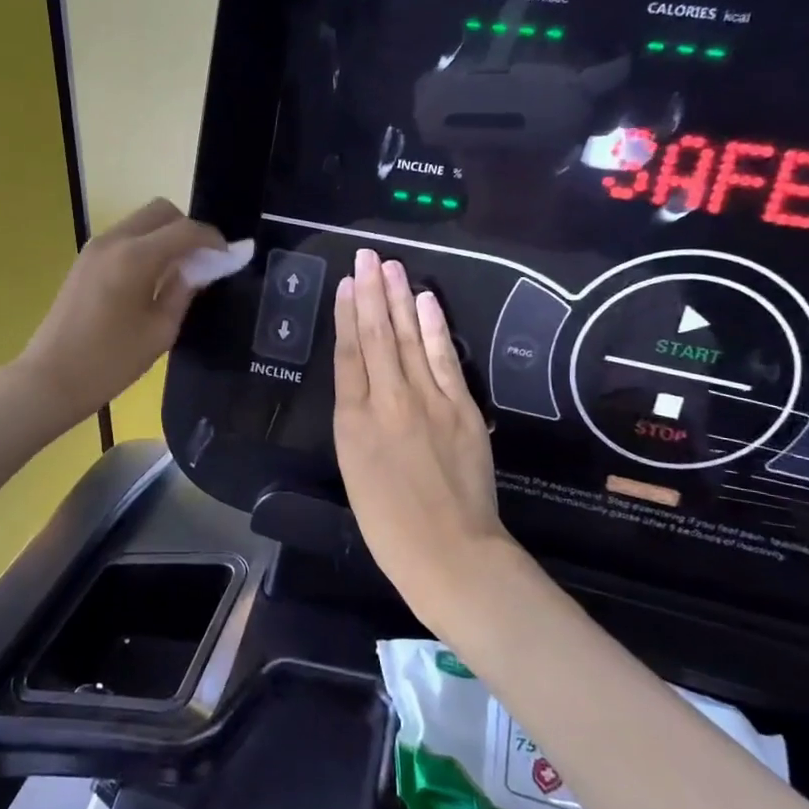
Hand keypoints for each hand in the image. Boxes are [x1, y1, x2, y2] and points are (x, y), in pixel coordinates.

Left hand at [17, 199, 224, 425]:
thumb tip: (200, 267)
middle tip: (204, 261)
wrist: (51, 379)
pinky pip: (125, 237)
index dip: (212, 239)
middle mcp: (114, 240)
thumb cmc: (110, 362)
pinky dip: (146, 244)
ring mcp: (95, 247)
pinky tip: (154, 277)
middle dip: (188, 229)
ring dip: (166, 235)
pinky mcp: (84, 260)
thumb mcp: (159, 331)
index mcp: (135, 257)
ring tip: (181, 271)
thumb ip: (184, 291)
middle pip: (161, 211)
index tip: (229, 256)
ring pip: (141, 221)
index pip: (185, 230)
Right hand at [333, 249, 507, 622]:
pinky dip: (435, 327)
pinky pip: (445, 358)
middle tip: (368, 256)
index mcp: (353, 421)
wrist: (449, 552)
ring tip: (391, 266)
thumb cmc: (388, 523)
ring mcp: (430, 401)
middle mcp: (389, 401)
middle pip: (378, 337)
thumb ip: (355, 421)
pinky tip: (426, 302)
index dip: (346, 315)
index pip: (349, 354)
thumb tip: (359, 383)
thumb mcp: (353, 469)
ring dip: (400, 299)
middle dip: (371, 293)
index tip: (346, 282)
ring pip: (410, 339)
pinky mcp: (462, 408)